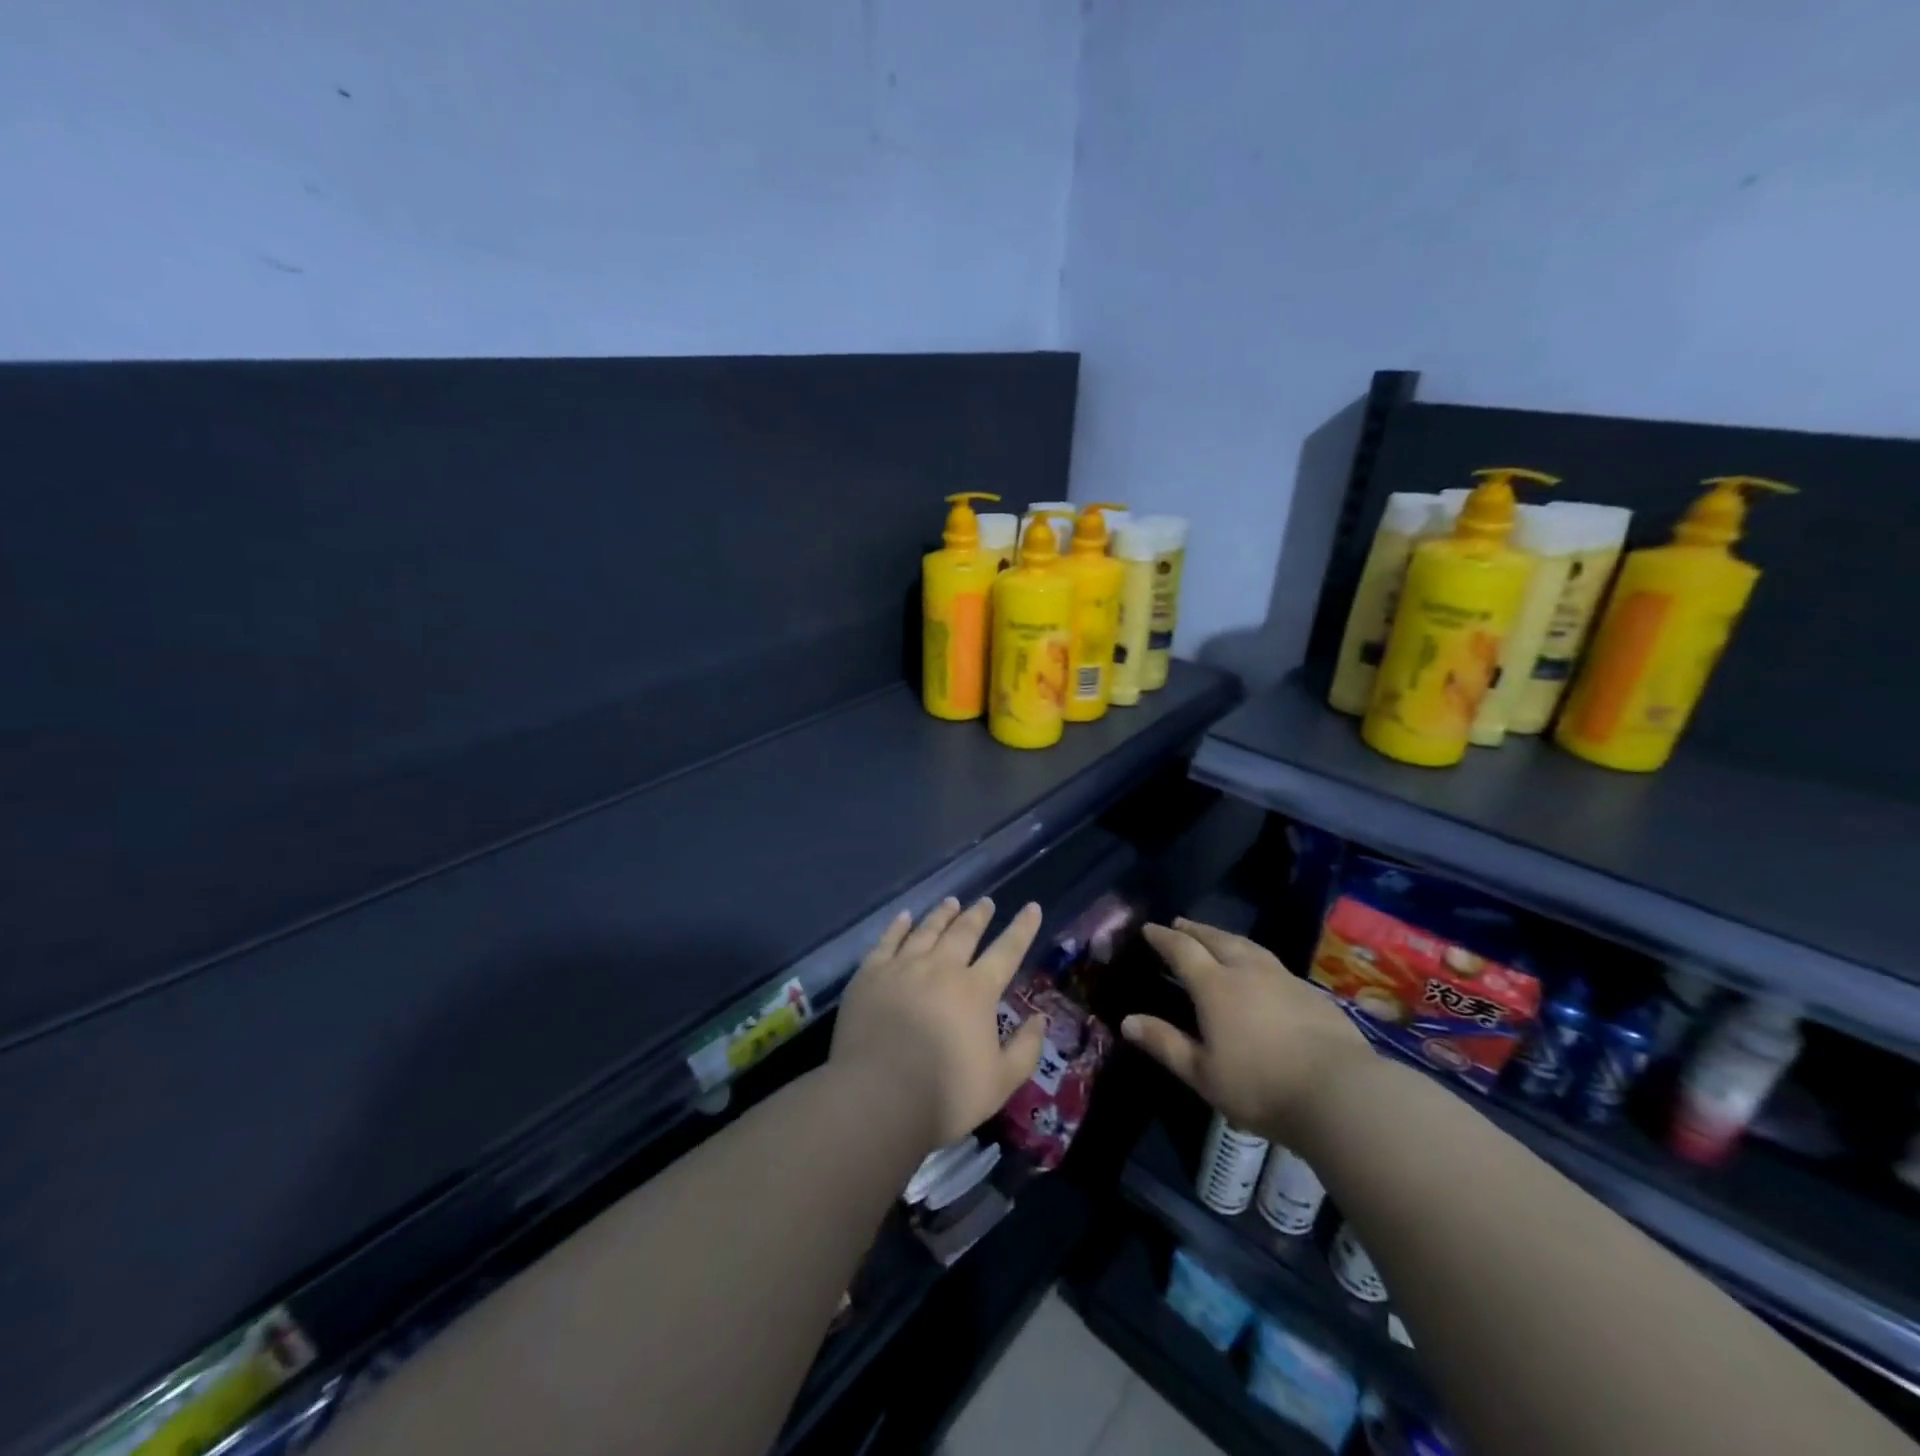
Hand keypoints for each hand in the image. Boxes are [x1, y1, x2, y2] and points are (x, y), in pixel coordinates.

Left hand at [832, 896, 1047, 1149]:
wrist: (876, 1097)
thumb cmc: (944, 1096)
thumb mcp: (1000, 1083)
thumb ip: (1025, 1049)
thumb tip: (1041, 1019)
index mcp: (976, 990)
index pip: (1007, 951)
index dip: (1022, 928)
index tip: (1032, 906)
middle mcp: (941, 968)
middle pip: (964, 932)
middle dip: (978, 915)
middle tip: (986, 902)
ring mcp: (902, 967)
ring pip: (927, 930)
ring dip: (942, 914)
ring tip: (951, 902)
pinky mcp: (870, 974)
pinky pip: (888, 940)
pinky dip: (899, 926)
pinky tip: (905, 917)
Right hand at [1123, 917, 1367, 1142]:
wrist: (1340, 1092)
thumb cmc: (1260, 1086)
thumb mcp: (1202, 1073)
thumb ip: (1165, 1043)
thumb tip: (1127, 1021)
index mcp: (1215, 986)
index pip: (1182, 950)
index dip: (1163, 938)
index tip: (1149, 929)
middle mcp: (1247, 971)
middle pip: (1216, 939)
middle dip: (1195, 930)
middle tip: (1180, 923)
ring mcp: (1283, 978)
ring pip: (1248, 946)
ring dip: (1226, 937)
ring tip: (1216, 937)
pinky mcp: (1312, 993)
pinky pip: (1274, 964)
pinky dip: (1256, 957)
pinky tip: (1261, 970)